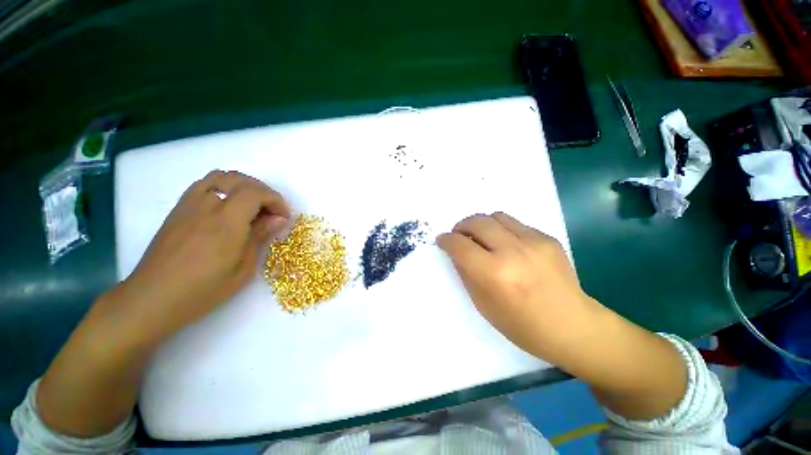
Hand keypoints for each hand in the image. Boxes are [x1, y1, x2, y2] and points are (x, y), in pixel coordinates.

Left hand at [106, 170, 290, 339]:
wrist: (152, 298)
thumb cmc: (203, 290)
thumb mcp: (242, 269)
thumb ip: (260, 237)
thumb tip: (279, 219)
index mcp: (225, 223)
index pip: (256, 192)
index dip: (275, 200)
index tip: (283, 217)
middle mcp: (206, 206)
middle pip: (240, 180)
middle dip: (263, 192)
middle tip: (271, 212)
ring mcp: (189, 205)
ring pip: (221, 176)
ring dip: (243, 186)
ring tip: (252, 206)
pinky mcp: (178, 209)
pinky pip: (204, 184)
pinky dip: (224, 187)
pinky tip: (228, 207)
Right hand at [437, 212, 597, 361]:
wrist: (573, 326)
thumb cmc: (523, 326)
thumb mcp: (484, 306)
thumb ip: (466, 274)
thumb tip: (457, 253)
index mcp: (494, 274)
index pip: (460, 245)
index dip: (446, 240)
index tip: (442, 240)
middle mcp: (513, 251)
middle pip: (477, 222)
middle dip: (461, 226)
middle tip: (459, 235)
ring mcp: (534, 242)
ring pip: (496, 216)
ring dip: (481, 223)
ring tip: (481, 237)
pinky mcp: (547, 238)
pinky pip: (515, 223)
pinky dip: (502, 229)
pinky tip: (507, 245)